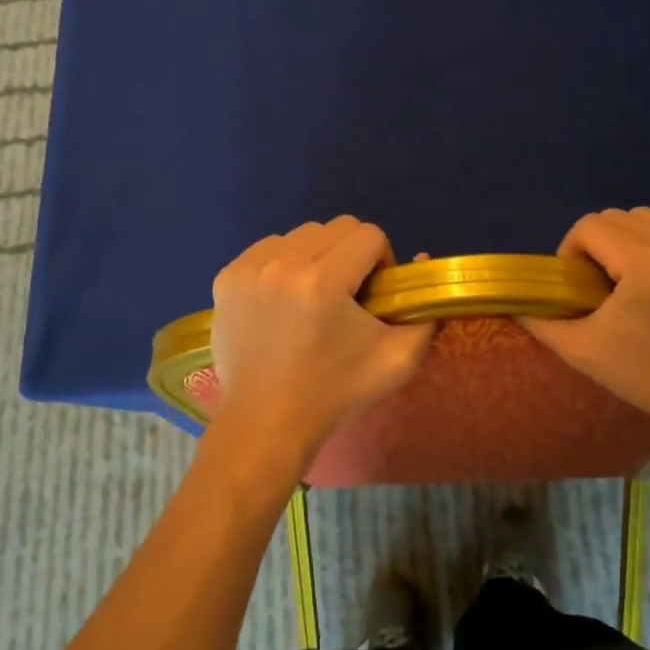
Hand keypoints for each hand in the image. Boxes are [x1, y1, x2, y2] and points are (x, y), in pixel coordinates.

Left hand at [208, 217, 434, 474]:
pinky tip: (283, 300)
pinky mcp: (226, 276)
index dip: (381, 260)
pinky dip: (284, 264)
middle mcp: (282, 263)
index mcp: (323, 281)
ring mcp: (248, 268)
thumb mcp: (398, 360)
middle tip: (345, 295)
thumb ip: (424, 311)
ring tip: (311, 298)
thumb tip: (421, 260)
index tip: (373, 295)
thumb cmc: (335, 392)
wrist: (266, 422)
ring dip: (316, 256)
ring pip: (301, 235)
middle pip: (336, 228)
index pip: (369, 235)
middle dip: (350, 254)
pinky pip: (269, 248)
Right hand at [520, 208, 649, 456]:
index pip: (590, 226)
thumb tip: (517, 302)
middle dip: (604, 245)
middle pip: (621, 217)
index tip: (581, 284)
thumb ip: (542, 321)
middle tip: (607, 284)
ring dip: (637, 242)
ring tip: (642, 281)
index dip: (573, 250)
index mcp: (647, 266)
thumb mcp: (584, 352)